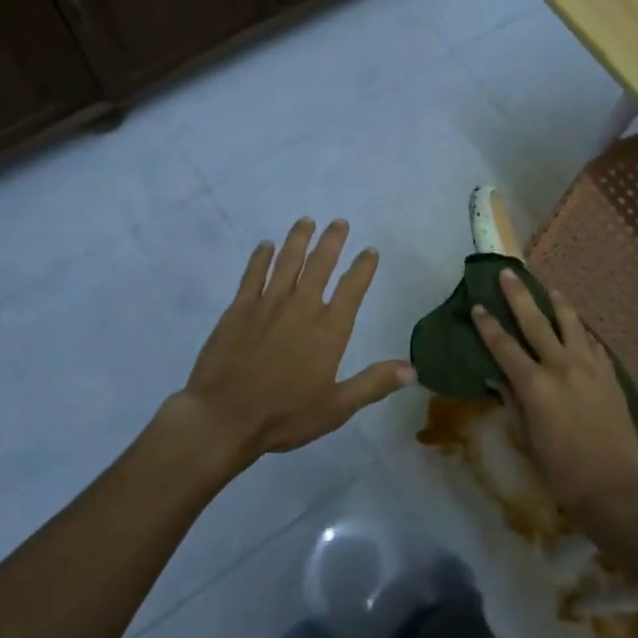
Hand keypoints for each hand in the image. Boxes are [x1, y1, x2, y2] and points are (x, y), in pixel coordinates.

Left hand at [170, 218, 411, 476]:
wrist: (224, 416)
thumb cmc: (284, 415)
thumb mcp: (336, 407)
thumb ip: (373, 384)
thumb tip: (412, 370)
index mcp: (329, 330)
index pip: (352, 288)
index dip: (363, 267)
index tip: (369, 250)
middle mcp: (302, 307)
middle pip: (320, 264)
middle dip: (332, 241)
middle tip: (339, 222)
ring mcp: (268, 303)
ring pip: (287, 261)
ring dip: (298, 239)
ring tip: (306, 221)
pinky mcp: (239, 308)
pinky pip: (253, 273)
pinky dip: (261, 257)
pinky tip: (265, 245)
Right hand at [473, 269, 637, 518]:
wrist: (614, 488)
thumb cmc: (561, 471)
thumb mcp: (527, 438)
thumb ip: (513, 402)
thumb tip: (498, 378)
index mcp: (535, 385)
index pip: (504, 346)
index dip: (488, 325)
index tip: (477, 306)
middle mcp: (561, 367)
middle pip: (535, 322)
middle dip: (518, 296)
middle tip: (507, 274)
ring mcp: (590, 368)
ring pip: (571, 324)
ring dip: (557, 304)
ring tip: (549, 290)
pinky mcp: (611, 376)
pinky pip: (593, 344)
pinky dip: (582, 332)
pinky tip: (579, 329)